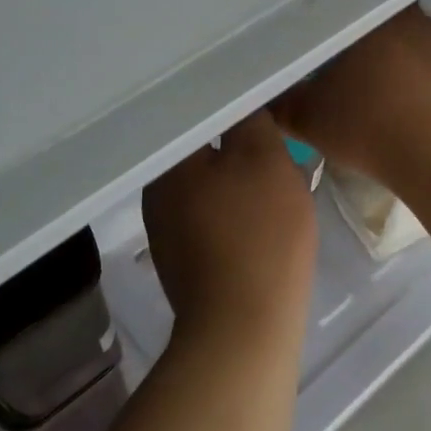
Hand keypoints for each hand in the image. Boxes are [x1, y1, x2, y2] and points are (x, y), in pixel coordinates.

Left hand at [143, 112, 317, 351]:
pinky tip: (258, 214)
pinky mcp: (183, 260)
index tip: (262, 101)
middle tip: (274, 135)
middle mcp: (156, 192)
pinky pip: (209, 216)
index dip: (232, 104)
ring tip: (272, 172)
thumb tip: (241, 102)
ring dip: (236, 175)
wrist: (243, 330)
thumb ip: (251, 120)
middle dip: (236, 142)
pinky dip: (233, 207)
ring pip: (206, 183)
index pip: (196, 113)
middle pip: (199, 149)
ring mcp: (166, 230)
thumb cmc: (259, 235)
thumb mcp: (265, 160)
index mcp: (169, 162)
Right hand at [272, 7, 430, 193]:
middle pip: (375, 22)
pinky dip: (423, 82)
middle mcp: (407, 16)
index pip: (338, 3)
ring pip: (408, 43)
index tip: (312, 42)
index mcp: (365, 16)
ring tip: (379, 93)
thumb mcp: (309, 120)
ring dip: (394, 62)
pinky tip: (415, 109)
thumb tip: (263, 92)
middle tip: (340, 69)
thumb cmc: (371, 128)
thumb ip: (281, 102)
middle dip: (359, 43)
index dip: (323, 23)